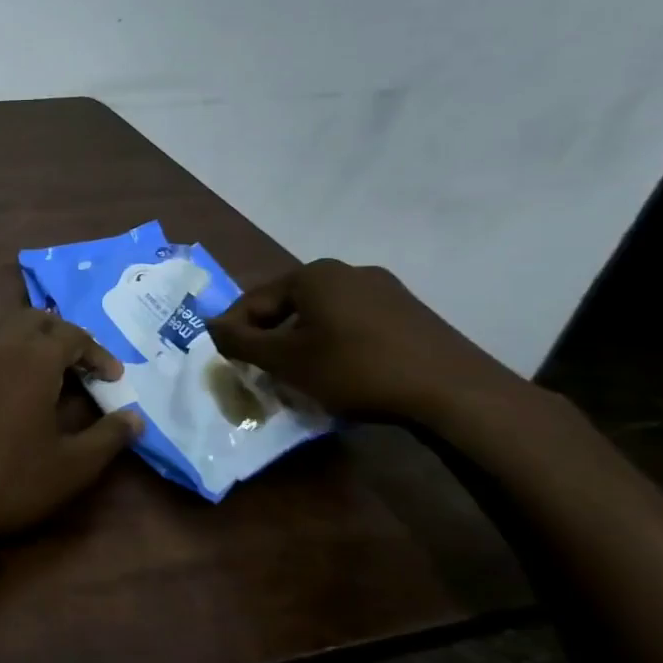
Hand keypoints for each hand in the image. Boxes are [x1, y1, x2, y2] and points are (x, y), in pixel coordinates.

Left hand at [0, 310, 142, 547]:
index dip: (98, 352)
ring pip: (4, 335)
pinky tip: (11, 399)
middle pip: (34, 320)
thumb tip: (135, 418)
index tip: (113, 379)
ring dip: (31, 346)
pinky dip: (5, 363)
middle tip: (81, 366)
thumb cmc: (10, 481)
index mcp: (31, 361)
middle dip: (63, 335)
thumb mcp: (72, 467)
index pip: (72, 334)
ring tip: (50, 381)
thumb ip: (109, 437)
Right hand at [208, 259, 522, 424]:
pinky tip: (341, 374)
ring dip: (302, 344)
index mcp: (312, 275)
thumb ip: (239, 341)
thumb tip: (209, 326)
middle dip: (270, 339)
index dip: (233, 333)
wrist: (453, 391)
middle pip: (288, 306)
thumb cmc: (355, 369)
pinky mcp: (410, 313)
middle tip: (262, 373)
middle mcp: (346, 271)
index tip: (229, 364)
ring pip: (321, 317)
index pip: (253, 301)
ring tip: (300, 377)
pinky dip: (336, 346)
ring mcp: (384, 289)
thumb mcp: (285, 360)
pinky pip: (354, 325)